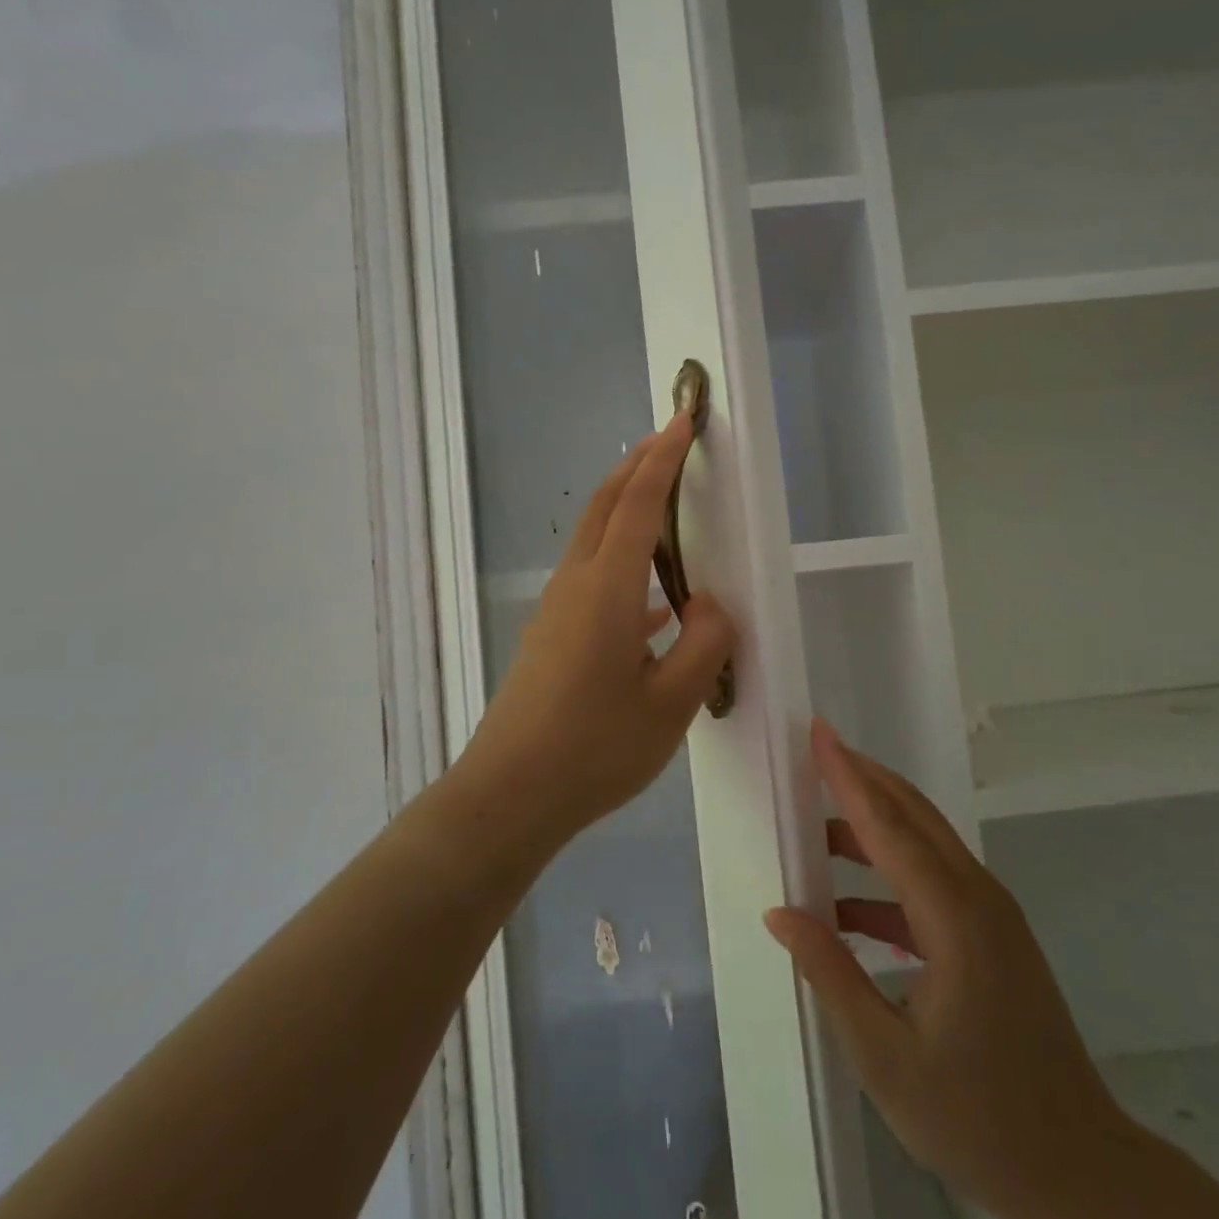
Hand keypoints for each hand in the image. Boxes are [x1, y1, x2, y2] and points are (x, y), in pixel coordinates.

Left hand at [466, 415, 734, 837]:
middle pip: (604, 507)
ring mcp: (556, 610)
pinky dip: (622, 564)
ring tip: (663, 506)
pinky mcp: (549, 636)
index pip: (637, 506)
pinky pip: (591, 580)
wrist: (509, 796)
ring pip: (593, 540)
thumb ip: (704, 644)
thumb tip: (709, 606)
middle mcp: (575, 586)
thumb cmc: (595, 748)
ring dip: (625, 509)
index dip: (662, 460)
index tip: (682, 422)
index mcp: (607, 590)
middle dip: (636, 467)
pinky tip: (654, 607)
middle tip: (669, 441)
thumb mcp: (672, 702)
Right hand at [764, 720, 1123, 1218]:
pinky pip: (933, 881)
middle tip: (814, 752)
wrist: (1079, 1172)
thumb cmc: (977, 1119)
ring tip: (816, 829)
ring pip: (924, 843)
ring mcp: (991, 913)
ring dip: (873, 826)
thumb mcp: (885, 1057)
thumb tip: (780, 912)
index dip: (848, 776)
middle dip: (863, 778)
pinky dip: (889, 877)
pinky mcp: (993, 934)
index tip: (818, 731)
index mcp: (954, 917)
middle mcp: (977, 896)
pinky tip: (848, 908)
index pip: (889, 825)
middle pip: (913, 814)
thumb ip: (830, 973)